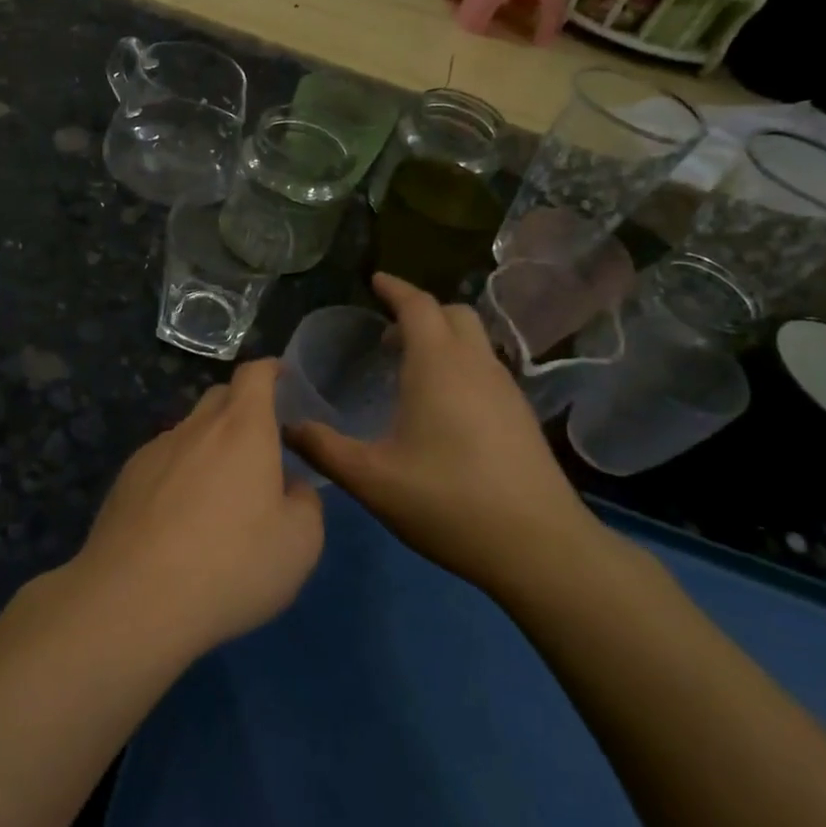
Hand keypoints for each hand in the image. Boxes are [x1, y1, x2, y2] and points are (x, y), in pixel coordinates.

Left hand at [66, 360, 323, 654]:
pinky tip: (180, 516)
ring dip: (209, 445)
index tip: (280, 376)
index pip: (254, 375)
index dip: (269, 370)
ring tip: (219, 491)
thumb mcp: (300, 544)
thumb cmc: (232, 565)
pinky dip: (179, 472)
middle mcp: (196, 428)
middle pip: (219, 397)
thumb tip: (290, 487)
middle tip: (259, 444)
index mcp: (243, 430)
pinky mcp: (125, 480)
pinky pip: (162, 461)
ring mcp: (154, 452)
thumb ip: (305, 503)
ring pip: (189, 431)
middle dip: (242, 407)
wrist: (135, 599)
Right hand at [286, 272, 601, 594]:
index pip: (417, 305)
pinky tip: (442, 406)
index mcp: (438, 366)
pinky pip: (485, 367)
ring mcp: (506, 389)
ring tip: (409, 369)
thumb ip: (324, 448)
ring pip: (474, 341)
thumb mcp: (371, 479)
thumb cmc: (448, 502)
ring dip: (442, 338)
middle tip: (385, 334)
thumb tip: (287, 427)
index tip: (375, 280)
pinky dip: (459, 364)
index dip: (394, 288)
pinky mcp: (521, 415)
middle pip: (452, 313)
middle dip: (419, 311)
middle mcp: (476, 365)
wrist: (538, 546)